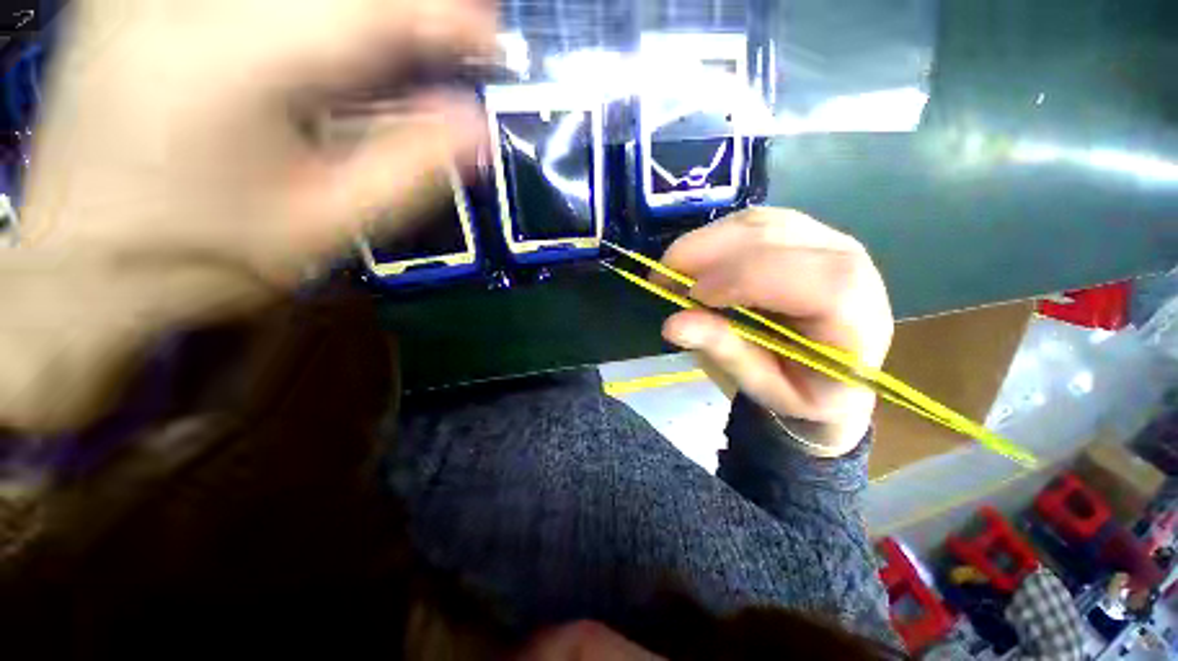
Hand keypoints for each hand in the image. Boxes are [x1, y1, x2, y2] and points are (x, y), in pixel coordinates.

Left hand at [3, 0, 494, 431]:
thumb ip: (411, 170)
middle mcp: (182, 0)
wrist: (85, 266)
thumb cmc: (208, 256)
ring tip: (410, 37)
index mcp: (233, 62)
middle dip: (410, 3)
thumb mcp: (328, 224)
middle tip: (461, 25)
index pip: (370, 12)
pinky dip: (308, 14)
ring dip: (362, 10)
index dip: (445, 18)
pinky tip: (340, 48)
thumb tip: (475, 127)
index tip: (494, 39)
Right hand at [660, 208, 893, 455]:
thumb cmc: (804, 389)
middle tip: (660, 278)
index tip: (688, 297)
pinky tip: (696, 260)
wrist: (834, 374)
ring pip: (758, 222)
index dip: (740, 280)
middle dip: (706, 252)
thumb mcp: (764, 386)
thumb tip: (672, 324)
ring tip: (672, 270)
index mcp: (854, 314)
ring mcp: (826, 239)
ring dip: (704, 242)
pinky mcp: (802, 232)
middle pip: (773, 237)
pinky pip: (753, 222)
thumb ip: (724, 352)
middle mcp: (848, 262)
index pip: (802, 278)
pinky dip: (714, 237)